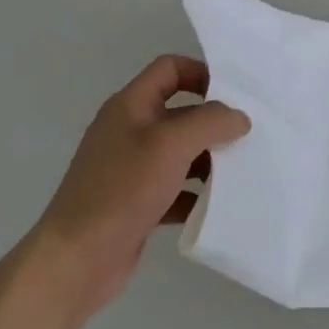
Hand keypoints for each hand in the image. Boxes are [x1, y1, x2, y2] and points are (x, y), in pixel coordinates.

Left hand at [31, 55, 250, 317]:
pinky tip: (217, 205)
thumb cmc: (122, 189)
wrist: (78, 258)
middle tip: (250, 135)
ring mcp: (132, 169)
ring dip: (210, 160)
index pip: (170, 69)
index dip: (202, 73)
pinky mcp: (137, 202)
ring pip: (182, 153)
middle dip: (214, 122)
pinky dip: (196, 194)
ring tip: (242, 171)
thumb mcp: (171, 144)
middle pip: (181, 112)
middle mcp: (130, 131)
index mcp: (131, 106)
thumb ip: (211, 122)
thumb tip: (239, 118)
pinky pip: (176, 189)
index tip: (235, 94)